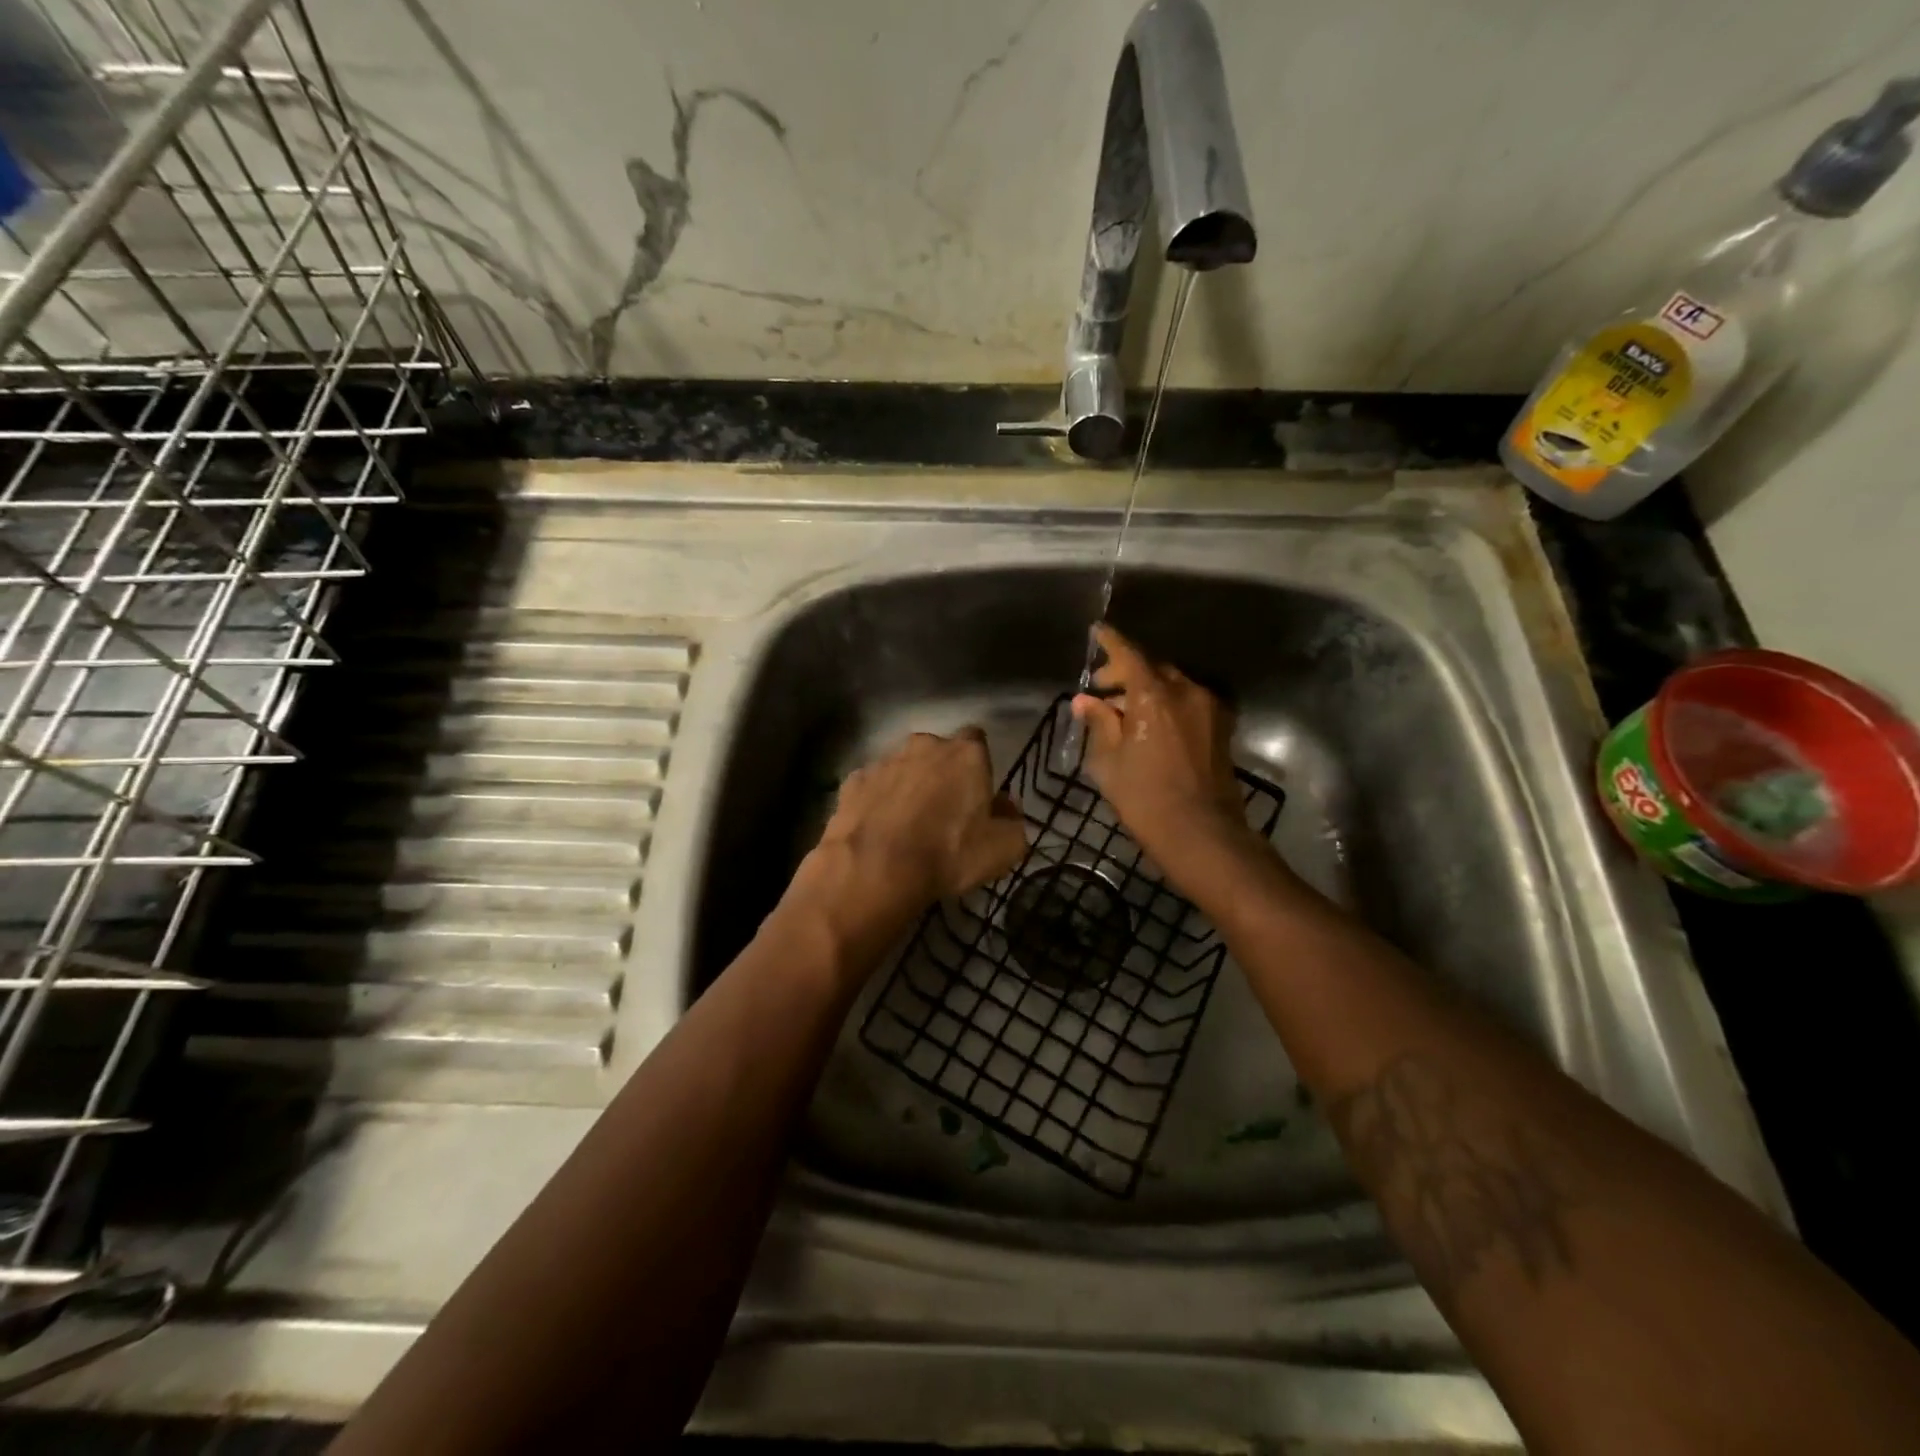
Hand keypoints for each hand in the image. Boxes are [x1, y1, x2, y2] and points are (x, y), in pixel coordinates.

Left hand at [794, 728, 1027, 956]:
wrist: (875, 870)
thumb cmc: (948, 855)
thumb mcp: (1003, 849)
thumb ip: (1013, 822)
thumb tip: (1006, 807)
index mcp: (966, 754)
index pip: (978, 740)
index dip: (979, 765)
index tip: (978, 792)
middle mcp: (924, 746)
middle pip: (938, 751)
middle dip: (942, 772)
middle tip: (945, 810)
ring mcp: (884, 761)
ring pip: (904, 766)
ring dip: (909, 785)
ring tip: (908, 823)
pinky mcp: (853, 781)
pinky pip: (873, 786)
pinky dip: (878, 800)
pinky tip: (879, 827)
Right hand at [1071, 626, 1262, 870]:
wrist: (1202, 834)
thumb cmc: (1145, 798)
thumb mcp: (1109, 762)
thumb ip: (1099, 723)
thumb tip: (1086, 701)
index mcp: (1154, 695)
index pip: (1129, 654)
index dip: (1110, 642)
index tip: (1096, 631)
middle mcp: (1186, 692)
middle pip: (1153, 667)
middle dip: (1125, 671)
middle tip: (1101, 689)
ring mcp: (1209, 709)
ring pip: (1172, 684)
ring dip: (1147, 688)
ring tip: (1123, 711)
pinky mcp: (1220, 727)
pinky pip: (1188, 701)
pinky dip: (1166, 702)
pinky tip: (1150, 724)